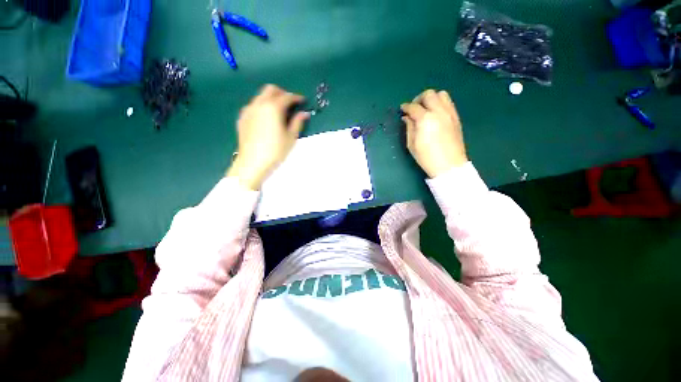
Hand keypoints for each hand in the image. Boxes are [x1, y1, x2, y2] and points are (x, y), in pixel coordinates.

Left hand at [227, 85, 308, 189]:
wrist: (252, 163)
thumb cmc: (275, 151)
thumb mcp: (291, 137)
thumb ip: (297, 122)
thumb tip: (304, 113)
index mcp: (273, 108)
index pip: (287, 96)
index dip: (297, 97)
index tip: (303, 101)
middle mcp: (259, 104)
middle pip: (271, 89)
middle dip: (282, 93)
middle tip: (290, 104)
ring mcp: (248, 110)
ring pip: (260, 96)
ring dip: (271, 99)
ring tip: (279, 112)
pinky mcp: (242, 118)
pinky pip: (253, 106)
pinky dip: (262, 107)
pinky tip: (266, 119)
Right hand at [400, 89, 467, 177]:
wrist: (449, 165)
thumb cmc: (426, 157)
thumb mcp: (412, 144)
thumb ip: (409, 127)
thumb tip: (407, 117)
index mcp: (425, 119)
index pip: (414, 107)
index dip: (406, 107)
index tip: (402, 109)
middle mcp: (439, 111)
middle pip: (429, 94)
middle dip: (418, 99)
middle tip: (414, 108)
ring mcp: (450, 113)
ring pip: (441, 94)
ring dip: (431, 99)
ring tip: (426, 109)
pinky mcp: (456, 118)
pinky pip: (449, 103)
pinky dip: (440, 103)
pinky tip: (435, 114)